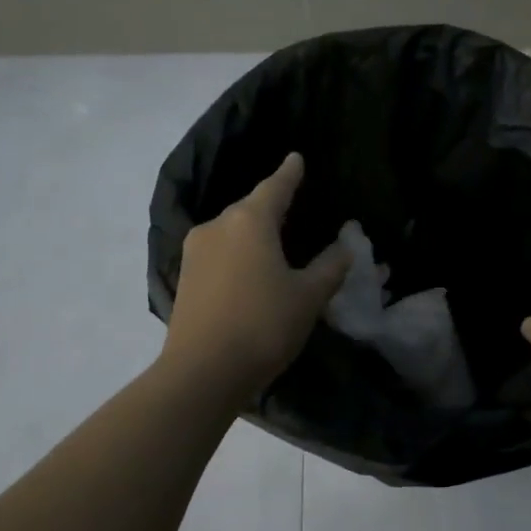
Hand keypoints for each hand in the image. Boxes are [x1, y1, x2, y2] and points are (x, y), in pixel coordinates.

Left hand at [161, 153, 351, 401]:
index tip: (296, 158)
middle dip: (271, 206)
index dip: (289, 173)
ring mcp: (195, 251)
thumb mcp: (308, 296)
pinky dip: (237, 254)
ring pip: (232, 231)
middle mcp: (218, 226)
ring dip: (252, 233)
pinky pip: (219, 253)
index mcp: (250, 221)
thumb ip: (330, 267)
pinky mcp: (185, 277)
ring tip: (273, 244)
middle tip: (293, 208)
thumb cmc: (263, 325)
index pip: (275, 187)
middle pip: (250, 208)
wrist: (202, 372)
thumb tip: (345, 246)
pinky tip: (248, 270)